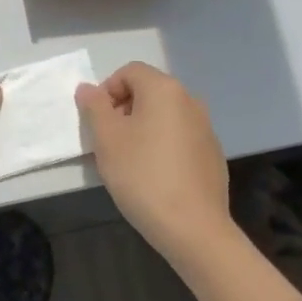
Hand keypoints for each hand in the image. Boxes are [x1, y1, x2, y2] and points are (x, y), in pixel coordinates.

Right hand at [77, 62, 236, 272]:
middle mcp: (190, 100)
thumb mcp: (106, 139)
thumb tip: (88, 88)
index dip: (107, 91)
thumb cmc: (143, 175)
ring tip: (128, 162)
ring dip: (142, 129)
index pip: (129, 72)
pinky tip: (154, 177)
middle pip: (148, 92)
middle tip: (108, 142)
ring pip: (163, 116)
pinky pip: (179, 138)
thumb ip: (94, 106)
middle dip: (123, 110)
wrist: (194, 229)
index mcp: (164, 89)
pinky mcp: (212, 154)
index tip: (98, 122)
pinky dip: (162, 146)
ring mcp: (206, 128)